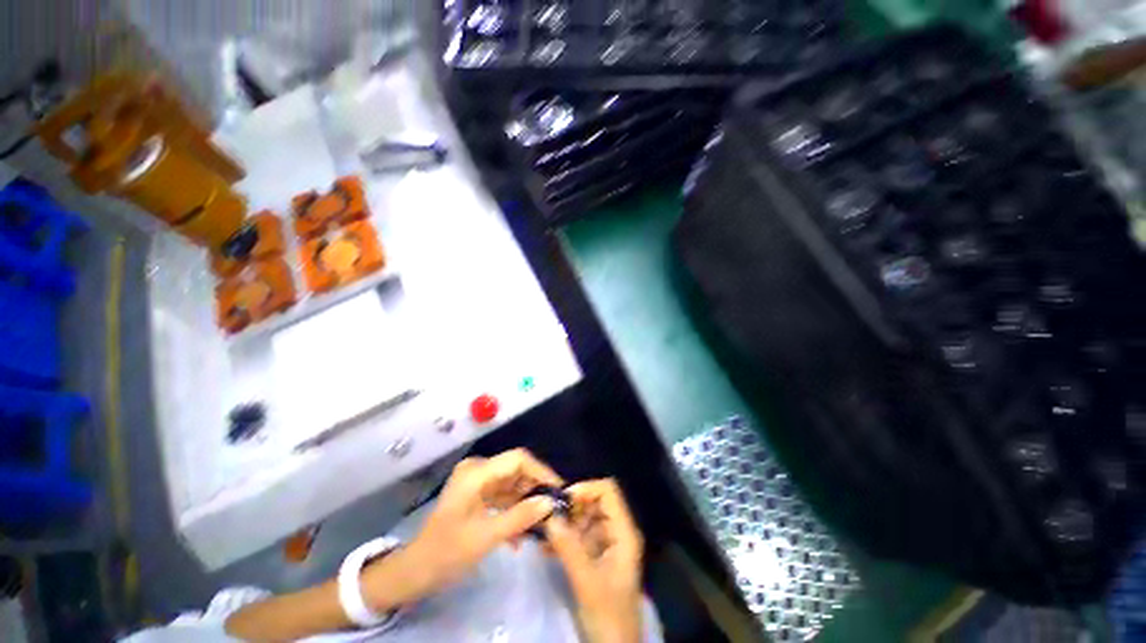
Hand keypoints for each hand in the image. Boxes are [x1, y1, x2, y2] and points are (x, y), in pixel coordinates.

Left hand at [391, 449, 563, 594]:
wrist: (416, 571)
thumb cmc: (447, 552)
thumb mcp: (486, 537)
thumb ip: (520, 517)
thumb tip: (550, 503)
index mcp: (476, 472)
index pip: (517, 459)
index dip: (540, 471)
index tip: (558, 489)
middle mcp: (478, 469)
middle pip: (516, 470)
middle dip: (535, 488)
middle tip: (553, 509)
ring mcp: (477, 480)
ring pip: (512, 483)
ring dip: (525, 502)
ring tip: (540, 523)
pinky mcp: (478, 492)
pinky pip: (503, 494)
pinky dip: (514, 509)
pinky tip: (520, 534)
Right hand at [544, 479, 644, 642]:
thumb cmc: (609, 617)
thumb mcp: (588, 582)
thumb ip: (569, 548)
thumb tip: (549, 515)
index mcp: (624, 532)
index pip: (608, 492)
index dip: (586, 489)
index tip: (562, 499)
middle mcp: (617, 532)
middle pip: (596, 502)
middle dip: (572, 505)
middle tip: (549, 515)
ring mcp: (607, 544)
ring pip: (585, 518)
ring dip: (566, 521)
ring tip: (545, 531)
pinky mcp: (596, 557)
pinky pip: (580, 536)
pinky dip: (565, 537)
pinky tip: (547, 546)